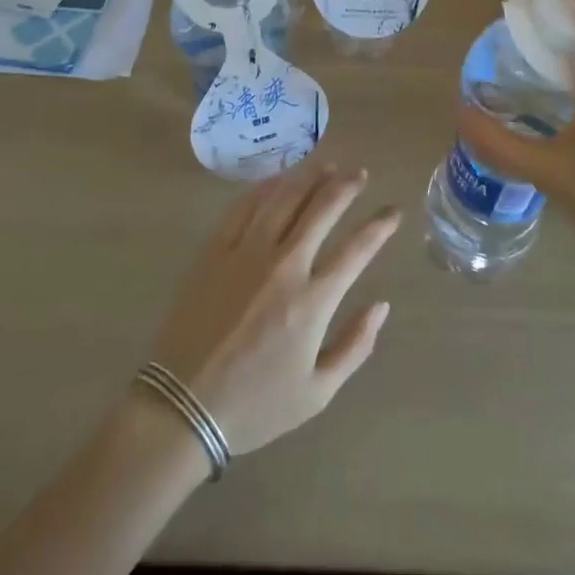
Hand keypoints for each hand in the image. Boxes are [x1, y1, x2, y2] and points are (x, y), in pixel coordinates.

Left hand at [148, 163, 398, 456]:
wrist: (181, 407)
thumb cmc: (254, 405)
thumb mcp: (317, 393)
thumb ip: (355, 346)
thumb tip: (382, 305)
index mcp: (312, 300)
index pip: (357, 248)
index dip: (380, 225)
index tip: (393, 211)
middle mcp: (284, 265)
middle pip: (322, 208)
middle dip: (346, 186)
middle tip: (359, 174)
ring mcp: (246, 252)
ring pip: (284, 197)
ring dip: (310, 177)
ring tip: (327, 166)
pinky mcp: (215, 249)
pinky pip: (245, 206)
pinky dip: (267, 187)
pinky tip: (279, 180)